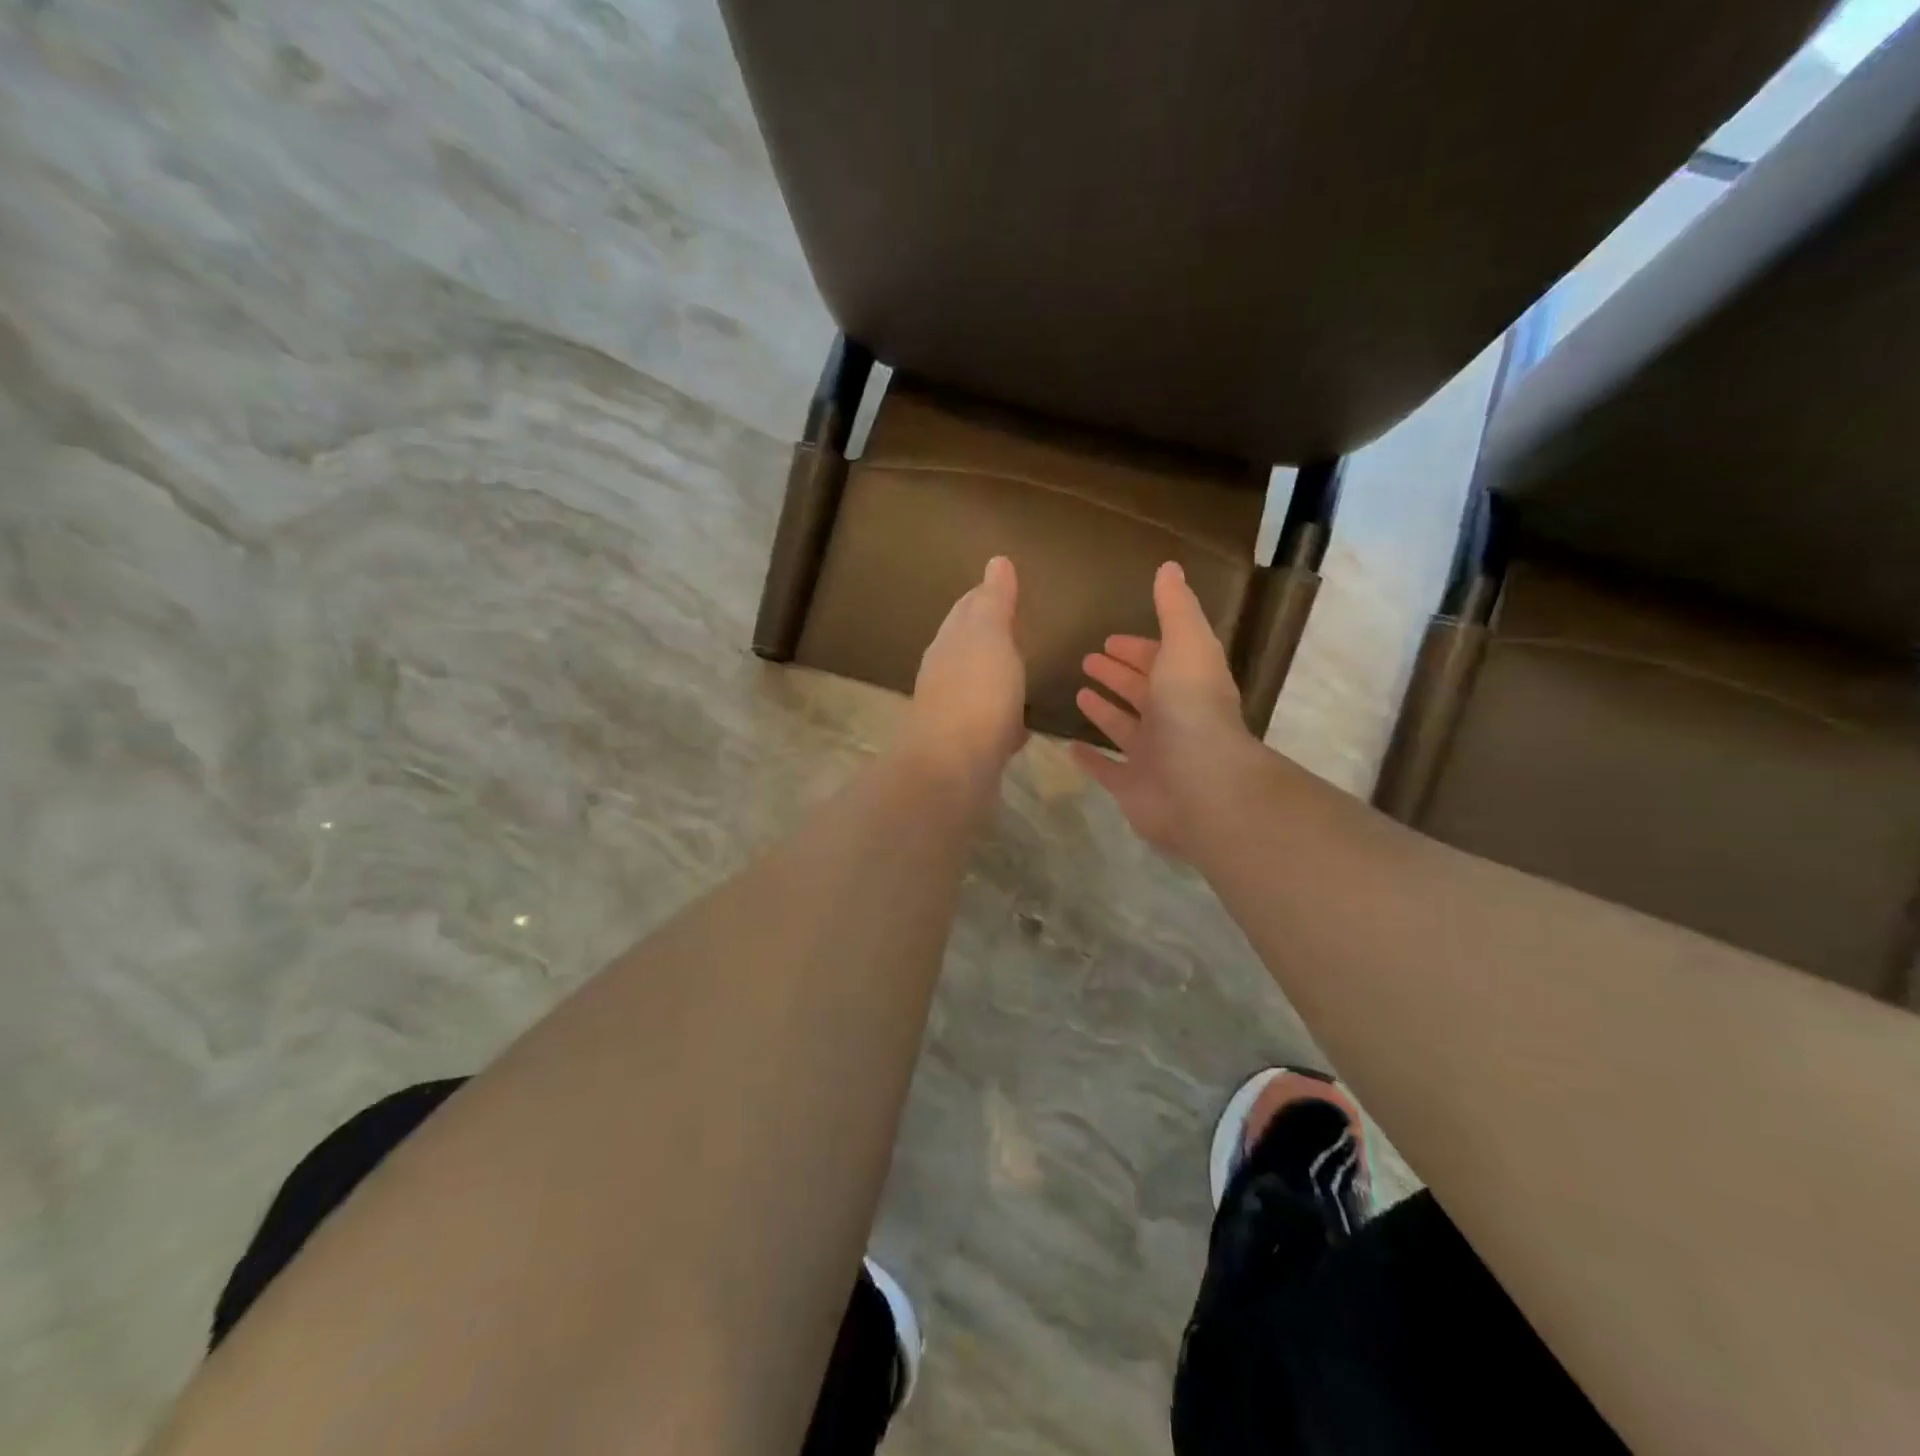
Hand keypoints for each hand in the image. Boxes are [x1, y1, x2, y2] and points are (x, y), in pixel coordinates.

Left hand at [900, 555, 1027, 791]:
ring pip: (977, 687)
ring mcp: (953, 714)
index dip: (983, 596)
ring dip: (994, 679)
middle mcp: (944, 675)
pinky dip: (1003, 720)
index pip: (966, 610)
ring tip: (1018, 674)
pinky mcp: (966, 749)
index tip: (1002, 587)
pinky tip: (1019, 728)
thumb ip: (994, 601)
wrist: (952, 770)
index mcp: (949, 643)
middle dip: (987, 636)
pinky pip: (989, 726)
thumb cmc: (976, 694)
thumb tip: (996, 561)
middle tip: (1014, 627)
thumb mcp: (990, 636)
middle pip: (967, 648)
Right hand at [1072, 561, 1255, 857]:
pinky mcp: (1132, 787)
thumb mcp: (1186, 645)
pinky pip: (1107, 768)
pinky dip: (1090, 758)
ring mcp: (1152, 755)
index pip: (1161, 659)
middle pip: (1142, 691)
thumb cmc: (1191, 709)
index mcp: (1186, 684)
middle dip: (1118, 673)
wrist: (1200, 785)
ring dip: (1104, 710)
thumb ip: (1175, 608)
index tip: (1109, 639)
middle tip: (1087, 660)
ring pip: (1124, 727)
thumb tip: (1169, 567)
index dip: (1138, 648)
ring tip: (1078, 694)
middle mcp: (1172, 718)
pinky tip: (1069, 746)